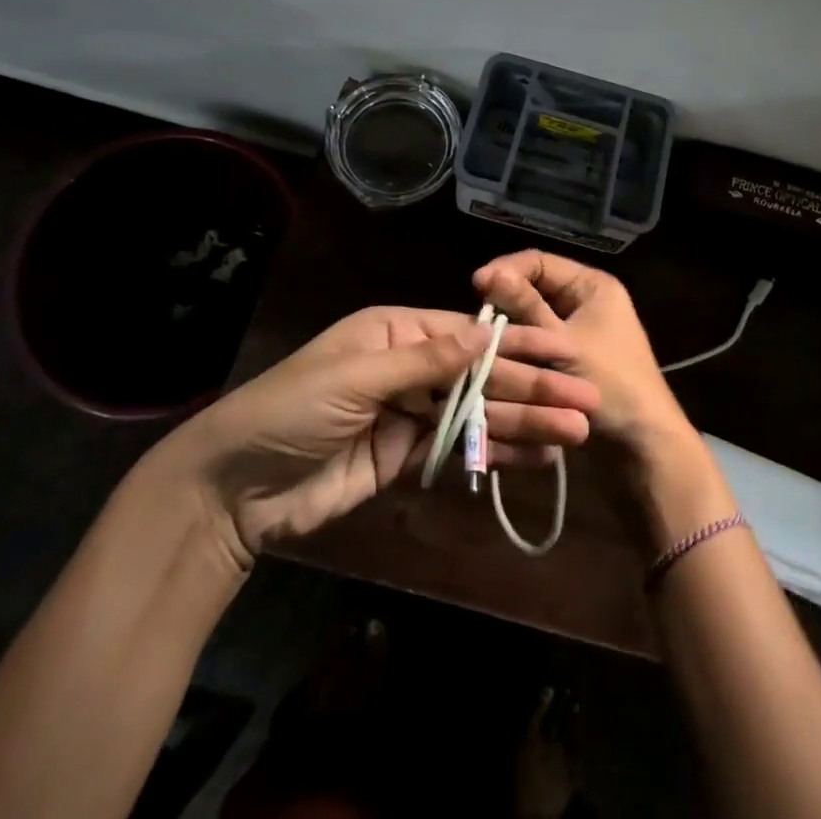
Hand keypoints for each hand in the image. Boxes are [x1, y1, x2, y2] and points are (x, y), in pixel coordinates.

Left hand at [167, 306, 600, 564]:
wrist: (234, 488)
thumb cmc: (291, 411)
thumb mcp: (355, 377)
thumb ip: (425, 361)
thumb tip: (485, 334)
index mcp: (395, 332)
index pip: (469, 335)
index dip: (518, 344)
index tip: (565, 351)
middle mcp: (409, 366)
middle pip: (481, 375)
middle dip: (533, 387)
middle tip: (586, 401)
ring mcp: (410, 413)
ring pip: (478, 413)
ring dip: (526, 423)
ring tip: (576, 433)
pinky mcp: (406, 457)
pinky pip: (459, 449)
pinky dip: (496, 453)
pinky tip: (537, 457)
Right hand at [473, 252, 693, 457]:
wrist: (642, 448)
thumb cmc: (611, 386)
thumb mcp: (563, 344)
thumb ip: (526, 308)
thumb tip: (491, 274)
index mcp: (592, 286)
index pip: (541, 262)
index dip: (507, 270)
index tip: (477, 287)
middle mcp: (586, 302)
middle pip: (535, 289)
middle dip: (505, 302)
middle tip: (476, 318)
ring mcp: (579, 332)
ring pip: (533, 319)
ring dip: (509, 328)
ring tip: (480, 340)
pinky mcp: (571, 361)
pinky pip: (538, 344)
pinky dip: (519, 349)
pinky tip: (495, 359)